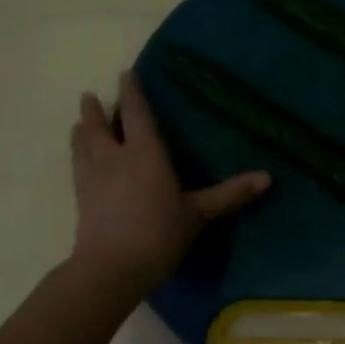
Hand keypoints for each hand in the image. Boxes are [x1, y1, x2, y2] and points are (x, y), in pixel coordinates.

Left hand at [70, 70, 270, 293]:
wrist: (110, 269)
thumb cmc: (158, 234)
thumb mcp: (198, 213)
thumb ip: (229, 194)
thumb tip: (268, 177)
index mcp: (145, 153)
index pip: (137, 114)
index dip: (131, 92)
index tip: (125, 73)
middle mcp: (115, 158)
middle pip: (100, 126)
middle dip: (95, 110)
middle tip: (89, 96)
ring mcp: (93, 178)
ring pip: (82, 145)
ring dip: (81, 130)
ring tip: (79, 122)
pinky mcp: (80, 200)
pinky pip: (76, 168)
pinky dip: (76, 156)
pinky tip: (77, 160)